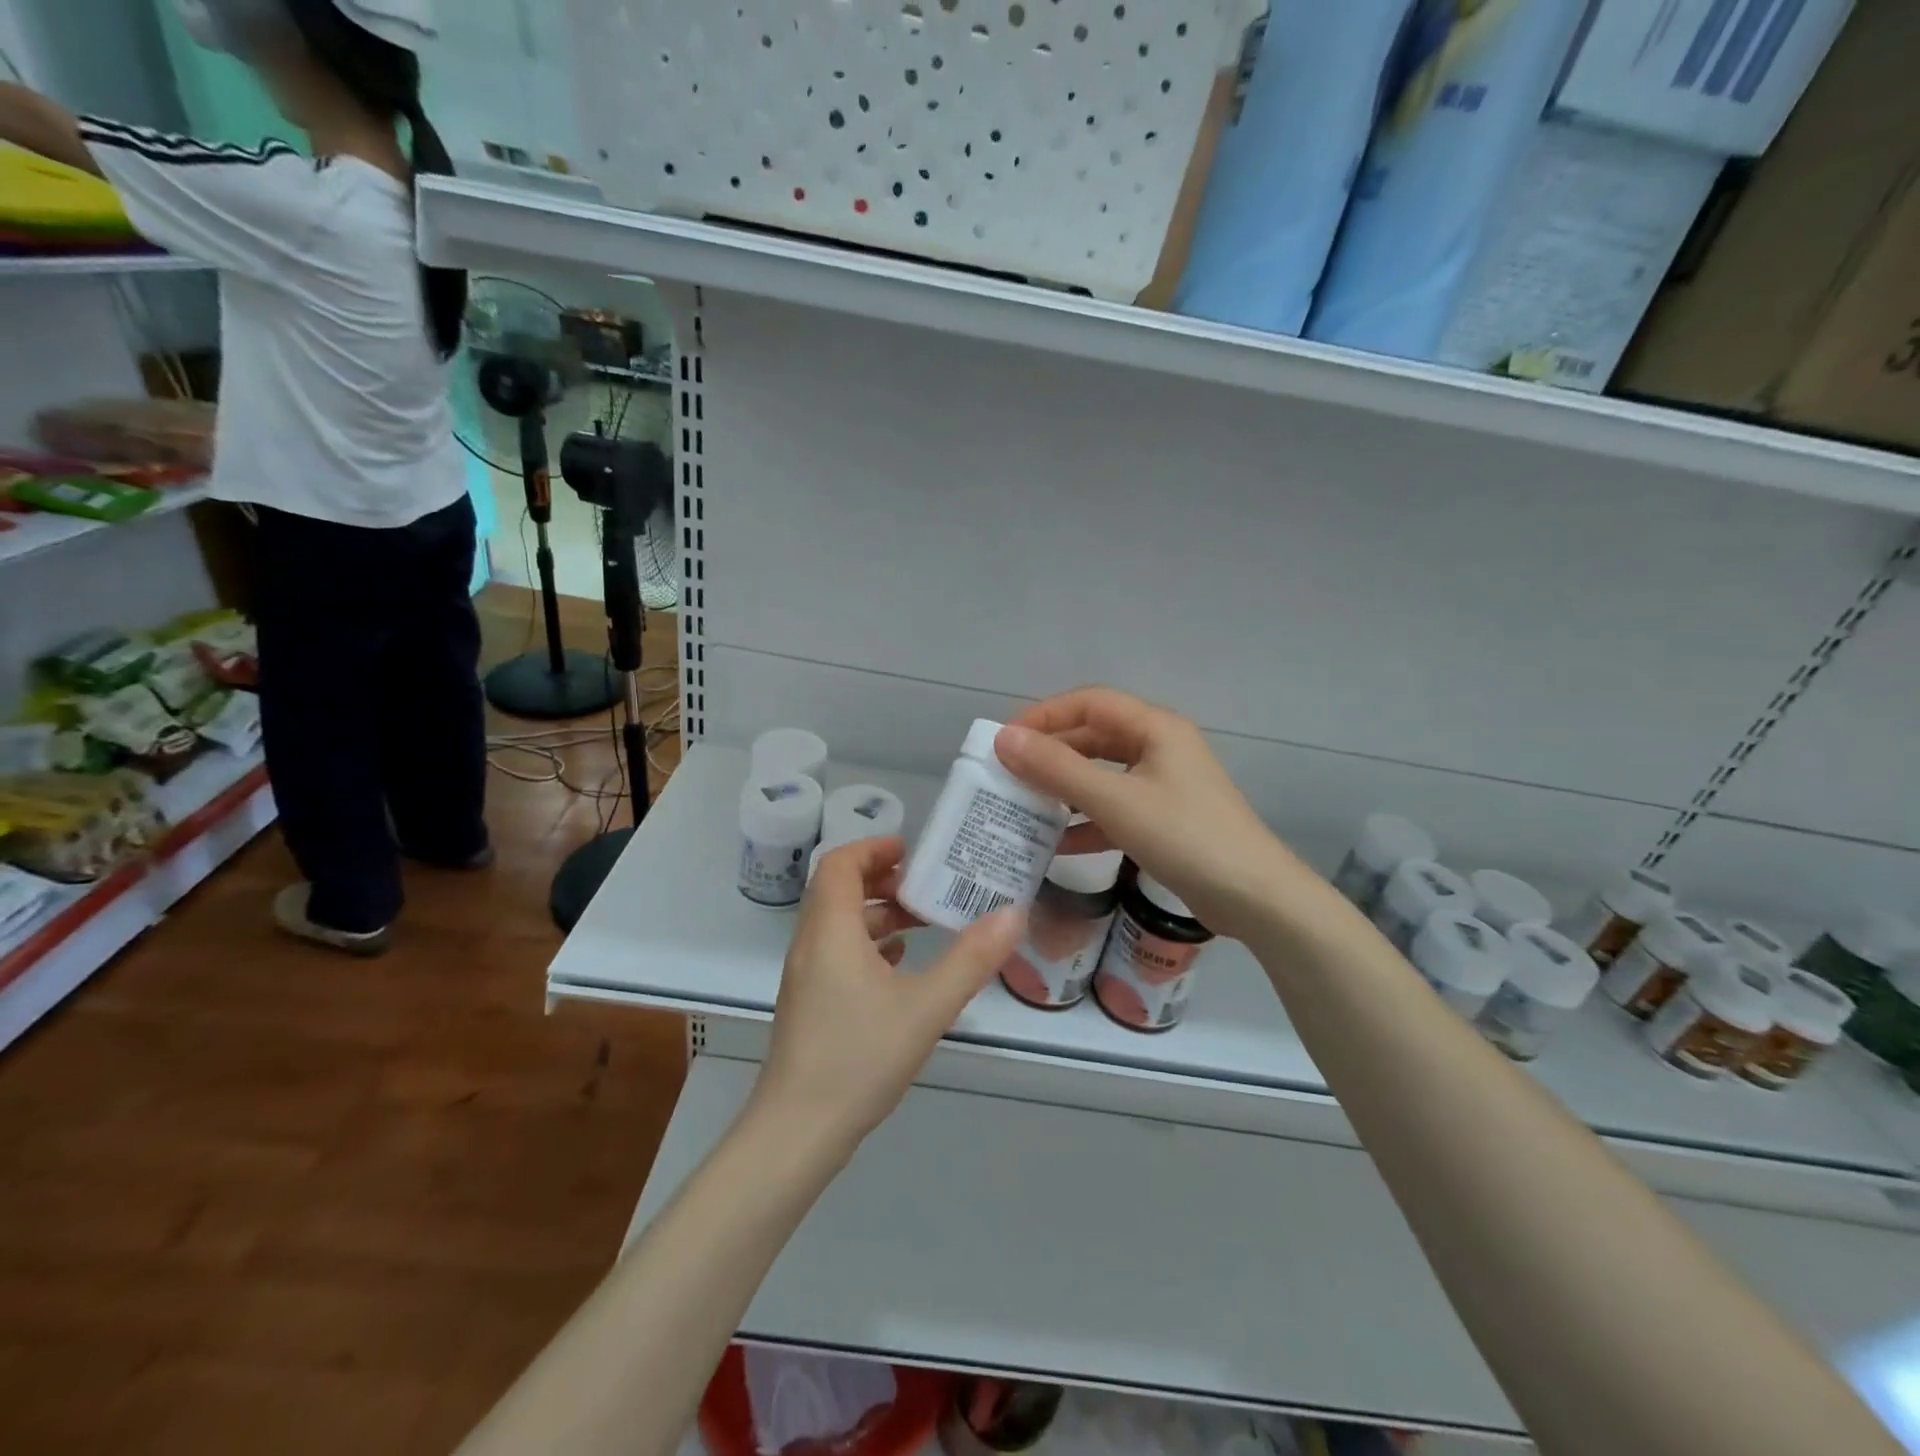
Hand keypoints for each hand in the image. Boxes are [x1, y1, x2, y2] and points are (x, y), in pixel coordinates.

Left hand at [753, 837, 1025, 1156]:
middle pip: (838, 890)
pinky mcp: (808, 1004)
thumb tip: (1013, 912)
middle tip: (925, 886)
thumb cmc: (859, 1058)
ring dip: (876, 914)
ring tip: (922, 923)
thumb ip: (971, 959)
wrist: (798, 1132)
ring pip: (837, 924)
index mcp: (830, 931)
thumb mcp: (927, 1007)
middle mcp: (810, 945)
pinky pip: (836, 953)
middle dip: (881, 880)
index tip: (912, 852)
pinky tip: (899, 965)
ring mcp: (805, 977)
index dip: (873, 848)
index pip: (840, 864)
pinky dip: (866, 944)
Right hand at [995, 688, 1301, 941]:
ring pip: (1103, 774)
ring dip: (1064, 788)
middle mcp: (1160, 748)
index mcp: (1155, 728)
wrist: (1255, 897)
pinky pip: (1115, 808)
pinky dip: (1086, 821)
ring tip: (1023, 806)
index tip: (1004, 740)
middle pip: (1094, 737)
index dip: (1044, 715)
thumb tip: (1004, 739)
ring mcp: (1165, 785)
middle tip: (1007, 775)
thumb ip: (1057, 769)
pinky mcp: (1165, 820)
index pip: (1089, 702)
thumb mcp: (1115, 800)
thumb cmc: (1185, 836)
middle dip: (1051, 754)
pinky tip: (1056, 844)